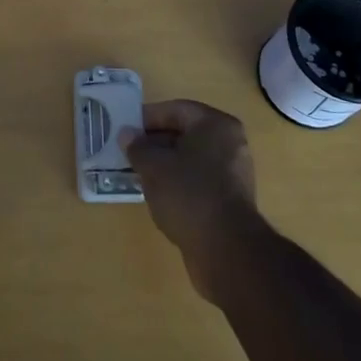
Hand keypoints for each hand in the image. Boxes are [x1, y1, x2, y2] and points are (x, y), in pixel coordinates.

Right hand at [122, 99, 260, 300]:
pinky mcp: (231, 200)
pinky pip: (199, 181)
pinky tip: (157, 195)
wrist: (226, 250)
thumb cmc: (189, 195)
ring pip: (191, 159)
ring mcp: (233, 173)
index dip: (148, 117)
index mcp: (216, 125)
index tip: (126, 129)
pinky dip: (178, 183)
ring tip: (138, 173)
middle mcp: (230, 143)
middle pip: (185, 134)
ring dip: (165, 164)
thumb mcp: (154, 167)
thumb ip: (138, 147)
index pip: (176, 110)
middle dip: (155, 142)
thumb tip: (126, 134)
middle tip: (129, 151)